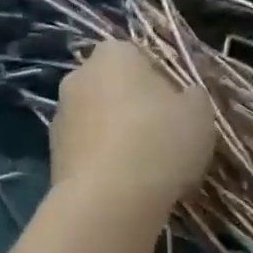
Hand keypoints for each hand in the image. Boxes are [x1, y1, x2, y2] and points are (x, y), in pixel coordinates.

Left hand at [51, 41, 214, 217]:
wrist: (108, 199)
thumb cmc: (159, 141)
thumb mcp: (199, 112)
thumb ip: (192, 96)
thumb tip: (183, 97)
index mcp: (113, 54)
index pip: (138, 55)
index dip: (160, 80)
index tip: (176, 108)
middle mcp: (77, 76)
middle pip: (113, 87)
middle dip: (133, 107)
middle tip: (163, 137)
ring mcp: (59, 115)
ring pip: (97, 120)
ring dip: (115, 135)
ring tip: (144, 168)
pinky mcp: (52, 154)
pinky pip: (87, 150)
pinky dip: (102, 161)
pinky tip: (123, 185)